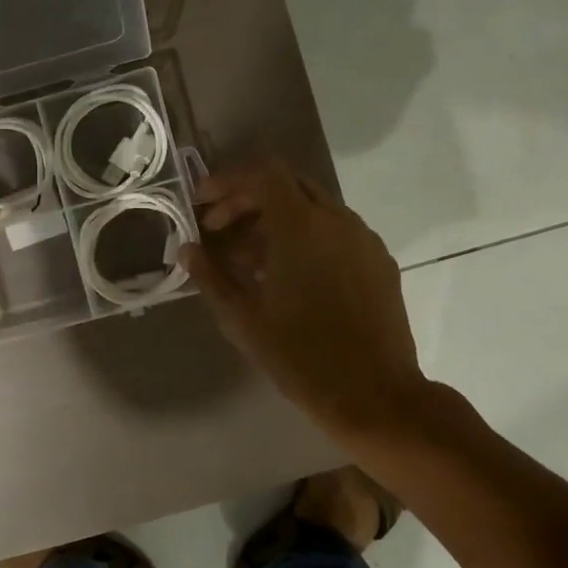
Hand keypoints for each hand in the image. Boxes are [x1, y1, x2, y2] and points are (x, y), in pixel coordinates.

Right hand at [179, 157, 427, 441]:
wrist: (374, 395)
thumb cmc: (300, 355)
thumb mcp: (243, 317)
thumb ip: (211, 276)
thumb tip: (187, 249)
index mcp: (301, 226)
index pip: (262, 172)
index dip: (227, 180)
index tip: (202, 204)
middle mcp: (337, 220)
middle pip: (287, 184)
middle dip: (247, 198)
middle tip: (218, 230)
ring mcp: (364, 239)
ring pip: (313, 208)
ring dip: (275, 220)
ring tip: (248, 259)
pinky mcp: (379, 261)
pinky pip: (336, 232)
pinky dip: (305, 238)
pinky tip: (289, 276)